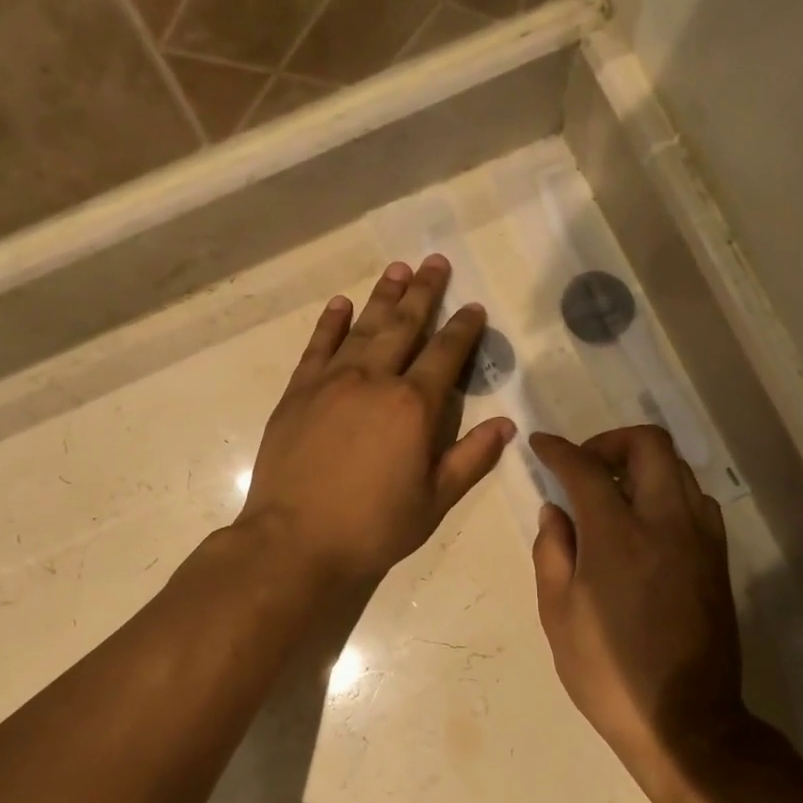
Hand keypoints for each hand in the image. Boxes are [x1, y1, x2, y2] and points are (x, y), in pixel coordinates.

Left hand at [238, 257, 515, 589]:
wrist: (296, 541)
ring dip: (383, 296)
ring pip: (363, 327)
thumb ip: (471, 458)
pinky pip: (317, 346)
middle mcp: (374, 380)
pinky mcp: (297, 392)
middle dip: (424, 292)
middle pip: (404, 326)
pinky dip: (330, 322)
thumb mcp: (434, 500)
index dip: (463, 329)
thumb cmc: (373, 527)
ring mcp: (331, 381)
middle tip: (435, 261)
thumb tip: (506, 424)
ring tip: (398, 269)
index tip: (473, 307)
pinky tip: (341, 303)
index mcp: (414, 406)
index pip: (446, 355)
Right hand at [530, 427, 768, 789]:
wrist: (684, 720)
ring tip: (614, 494)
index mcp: (618, 536)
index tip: (541, 445)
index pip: (585, 468)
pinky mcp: (718, 559)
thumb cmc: (607, 671)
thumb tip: (555, 511)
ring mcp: (700, 539)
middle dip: (611, 441)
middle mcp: (666, 523)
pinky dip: (668, 493)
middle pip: (649, 445)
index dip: (558, 450)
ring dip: (643, 466)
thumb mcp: (558, 614)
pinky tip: (646, 523)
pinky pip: (696, 501)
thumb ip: (552, 551)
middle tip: (585, 465)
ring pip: (679, 469)